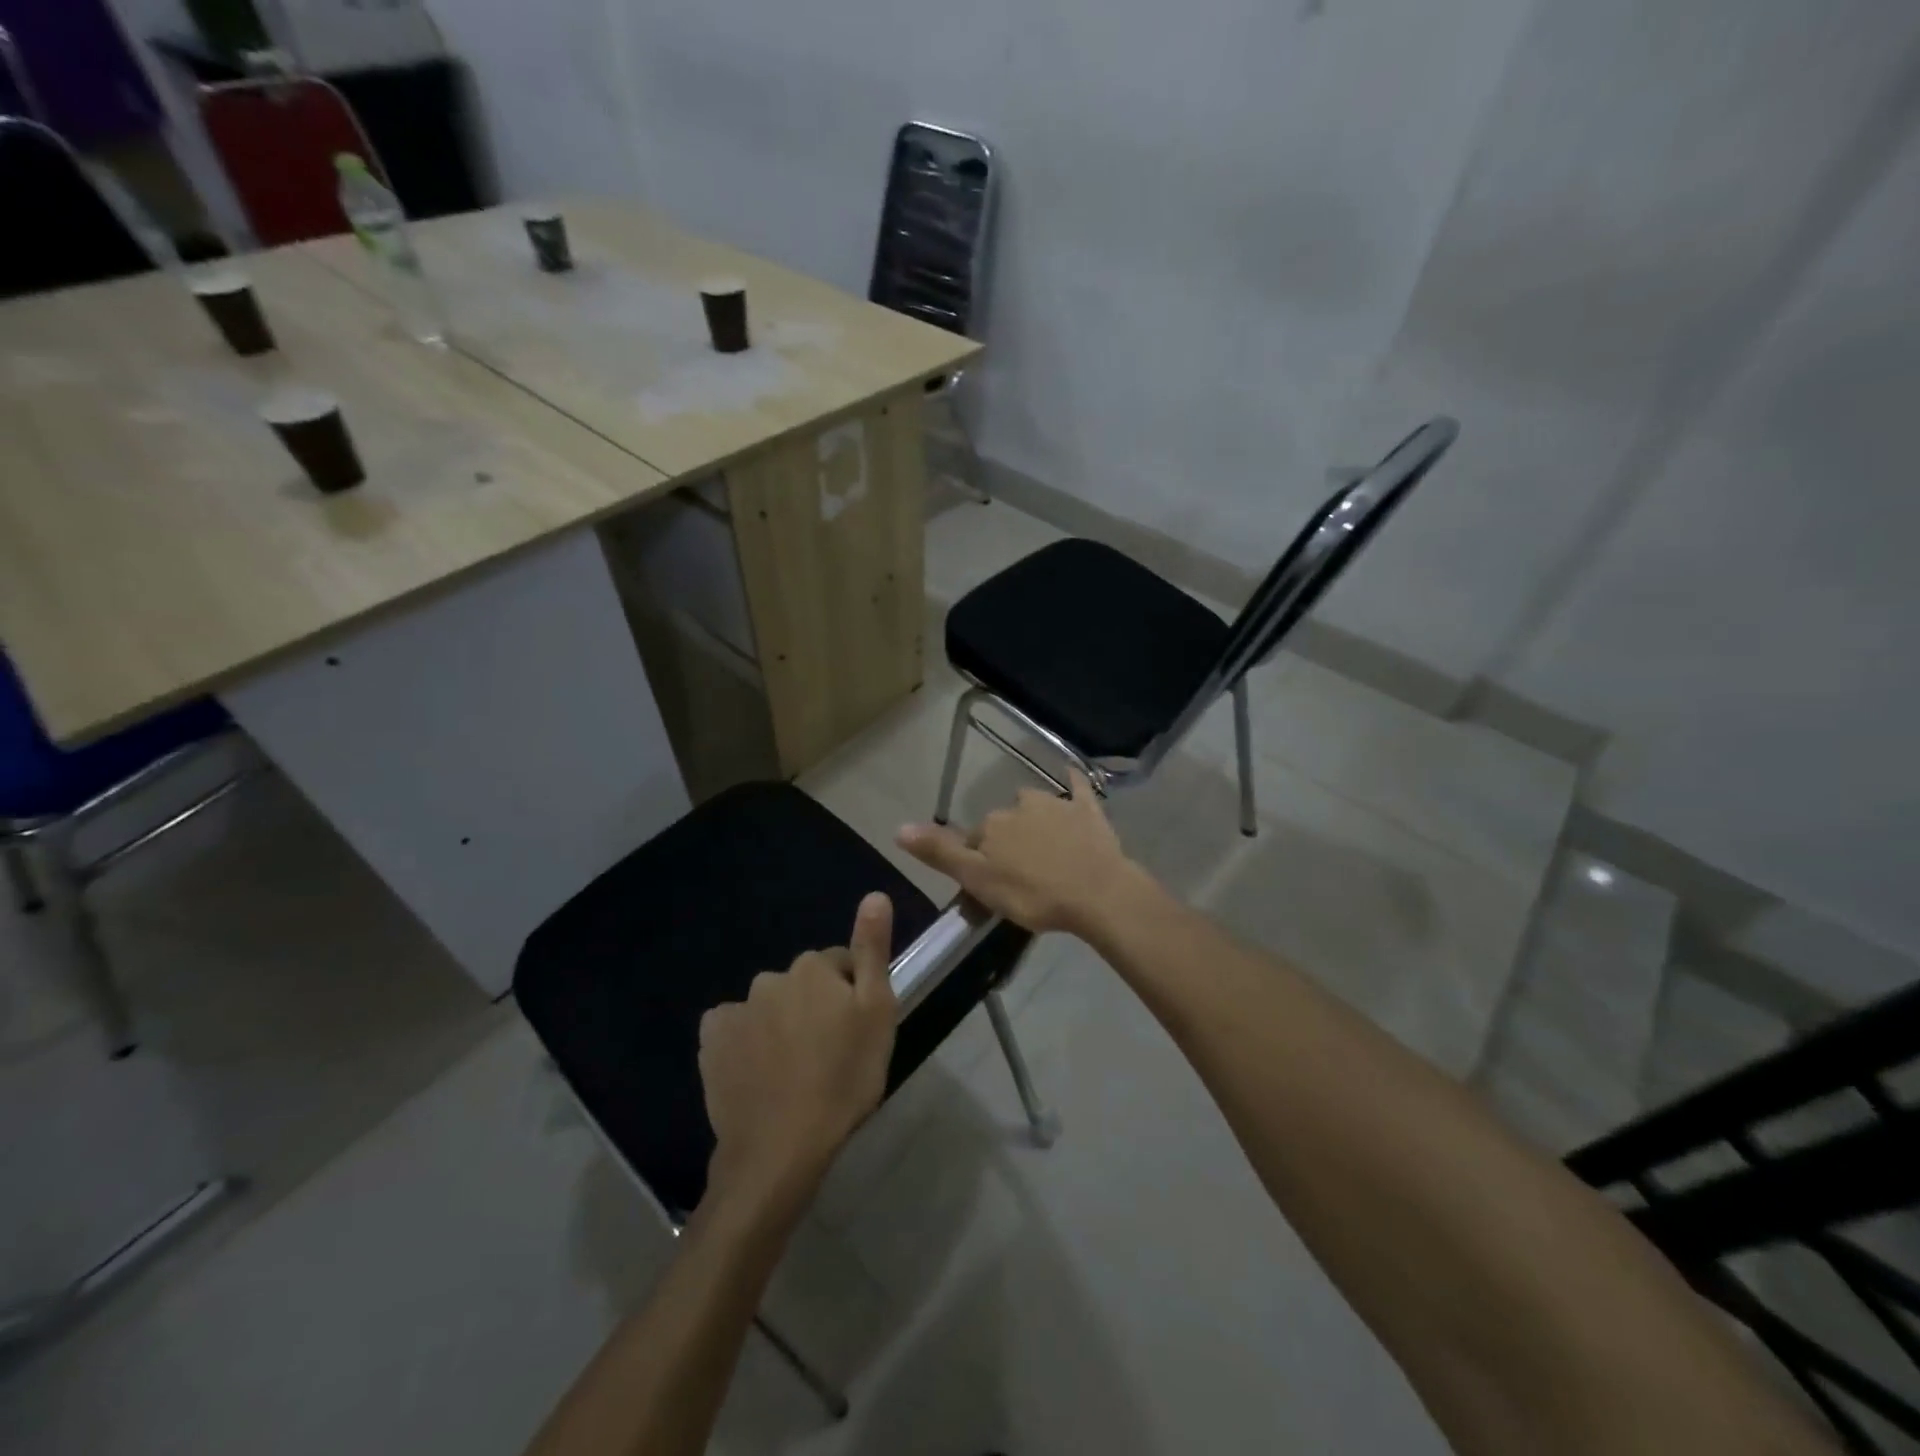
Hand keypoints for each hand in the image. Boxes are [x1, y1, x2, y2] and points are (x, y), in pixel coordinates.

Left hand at [698, 893, 897, 1209]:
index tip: (856, 1033)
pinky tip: (758, 1073)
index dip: (852, 997)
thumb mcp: (877, 1013)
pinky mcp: (712, 1043)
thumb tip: (875, 894)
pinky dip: (747, 1042)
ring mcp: (736, 1010)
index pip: (841, 966)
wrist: (780, 1147)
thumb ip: (873, 949)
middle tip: (829, 1055)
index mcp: (812, 968)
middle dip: (815, 1008)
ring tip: (795, 1071)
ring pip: (770, 1008)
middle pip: (803, 985)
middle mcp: (770, 978)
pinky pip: (735, 1030)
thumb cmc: (843, 1079)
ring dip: (782, 1026)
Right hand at [896, 770, 1144, 936]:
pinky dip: (1074, 781)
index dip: (979, 863)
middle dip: (1007, 844)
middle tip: (1019, 877)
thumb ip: (940, 853)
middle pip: (1004, 824)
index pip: (975, 840)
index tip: (991, 887)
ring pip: (1036, 808)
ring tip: (1045, 853)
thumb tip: (898, 827)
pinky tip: (1074, 772)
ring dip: (1035, 822)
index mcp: (992, 825)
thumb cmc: (1033, 893)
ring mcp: (1057, 804)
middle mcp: (1020, 805)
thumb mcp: (978, 880)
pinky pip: (1078, 788)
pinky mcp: (1088, 810)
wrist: (1098, 893)